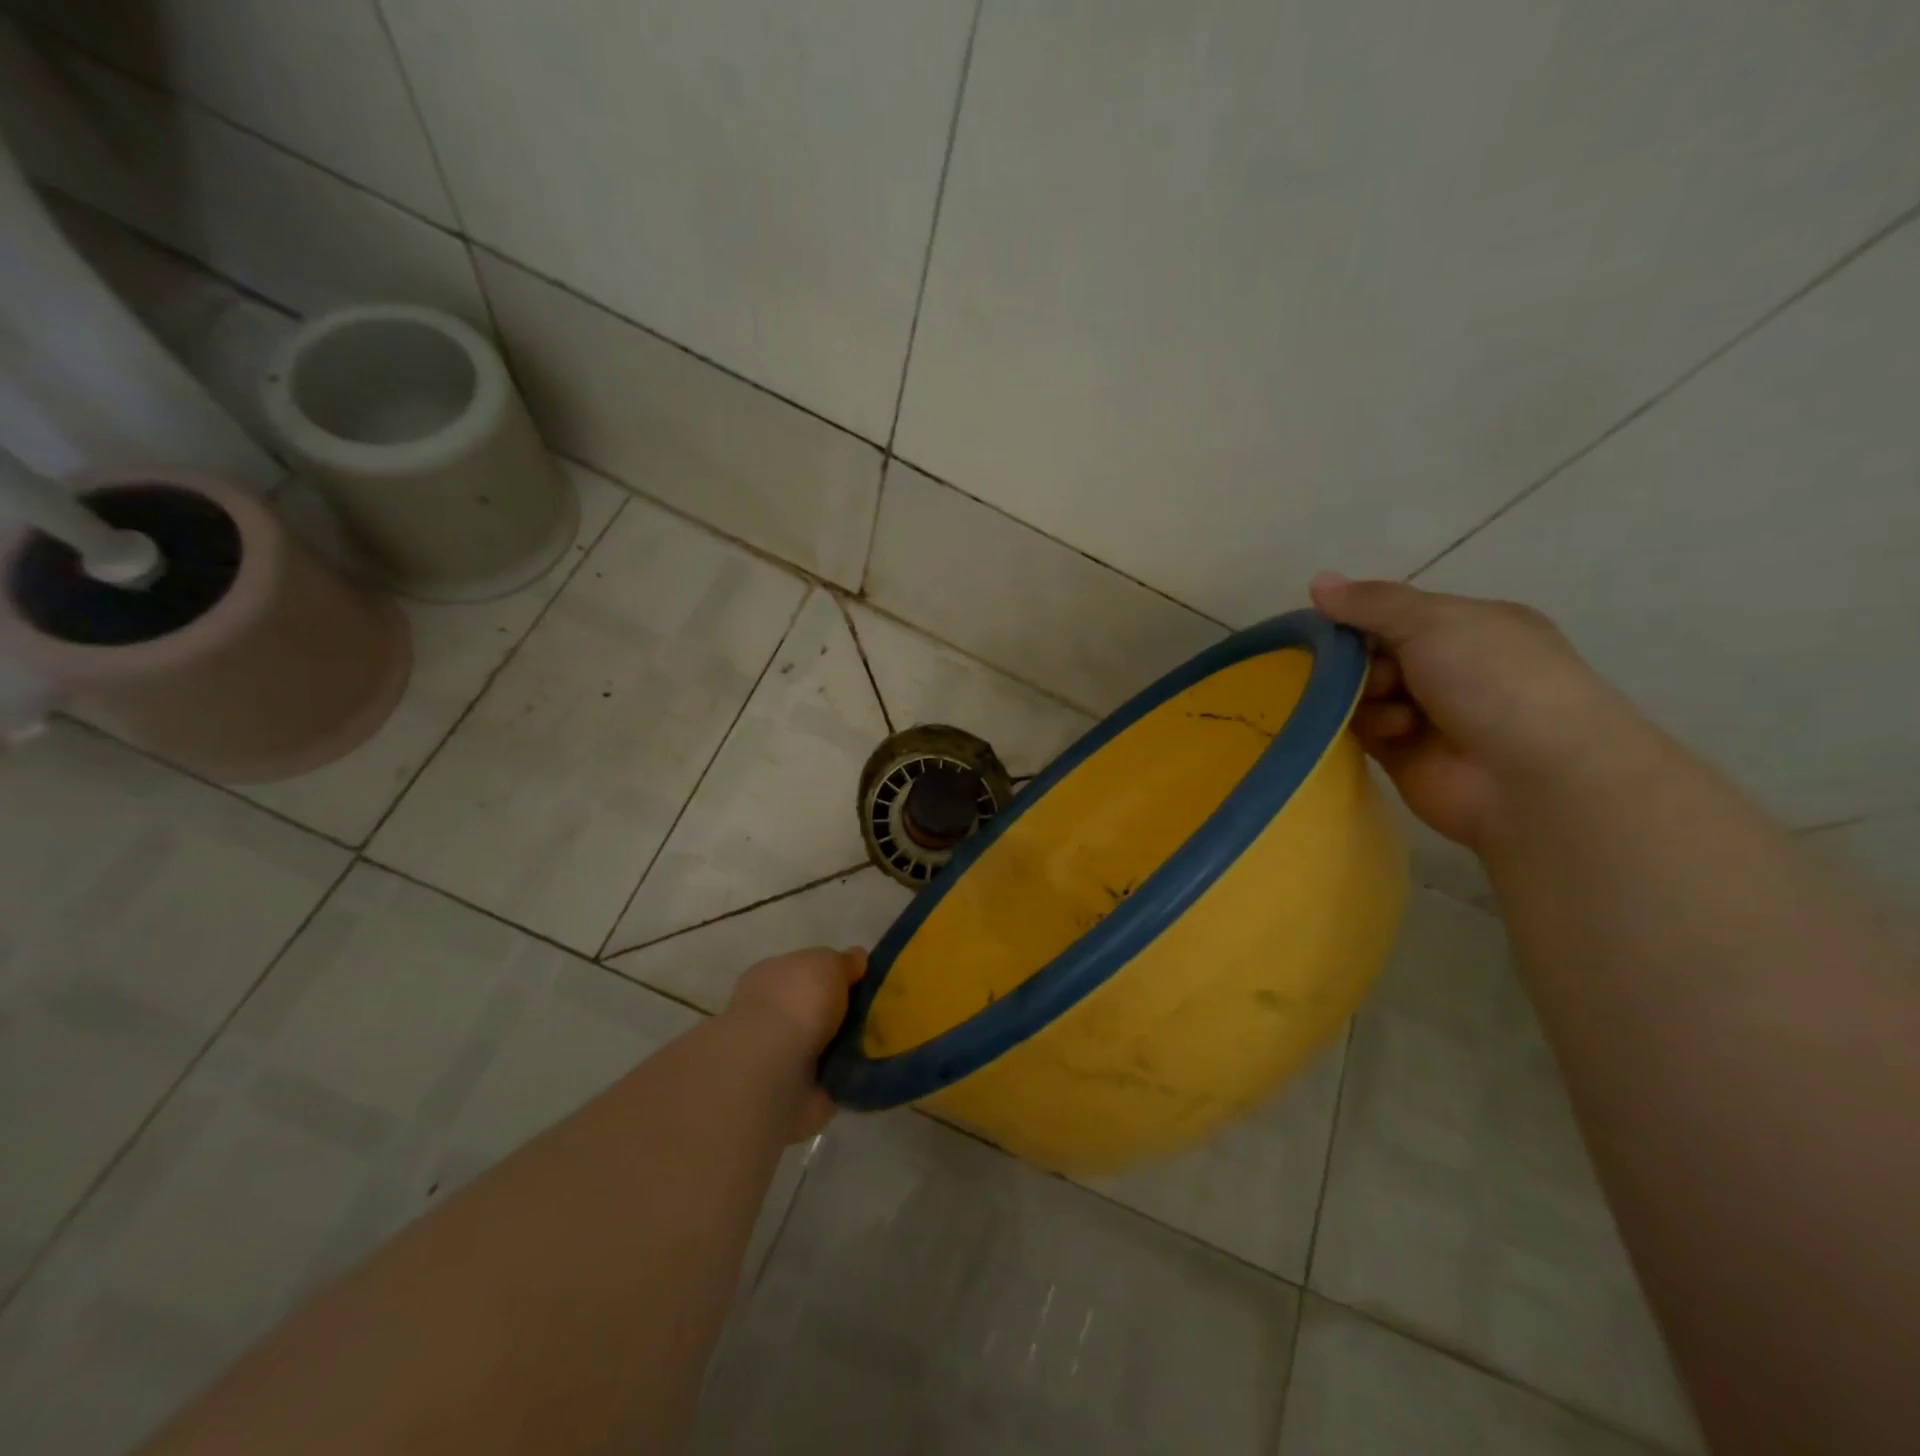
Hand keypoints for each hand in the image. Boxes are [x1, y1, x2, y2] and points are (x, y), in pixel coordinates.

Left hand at [724, 946, 866, 1140]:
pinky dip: (847, 1076)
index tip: (864, 982)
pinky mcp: (792, 1092)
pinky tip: (870, 1070)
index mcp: (772, 976)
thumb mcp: (827, 962)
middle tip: (879, 1014)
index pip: (805, 970)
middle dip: (844, 1013)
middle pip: (816, 1009)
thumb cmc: (796, 1002)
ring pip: (823, 1044)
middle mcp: (771, 1014)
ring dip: (847, 1046)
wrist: (771, 1072)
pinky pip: (829, 1079)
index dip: (834, 974)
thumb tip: (856, 959)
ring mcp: (779, 1055)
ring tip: (882, 1043)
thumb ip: (842, 961)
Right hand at [1310, 573, 1635, 851]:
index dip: (1359, 616)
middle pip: (1372, 653)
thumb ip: (1372, 603)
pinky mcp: (1403, 754)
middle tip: (1358, 669)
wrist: (1533, 777)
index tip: (1328, 623)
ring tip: (1388, 706)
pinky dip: (1369, 726)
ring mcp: (1426, 713)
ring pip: (1362, 692)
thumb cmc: (1494, 681)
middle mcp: (1449, 667)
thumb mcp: (1435, 622)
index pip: (1395, 612)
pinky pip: (1363, 730)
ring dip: (1365, 694)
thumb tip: (1317, 580)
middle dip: (1357, 659)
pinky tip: (1391, 732)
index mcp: (1469, 626)